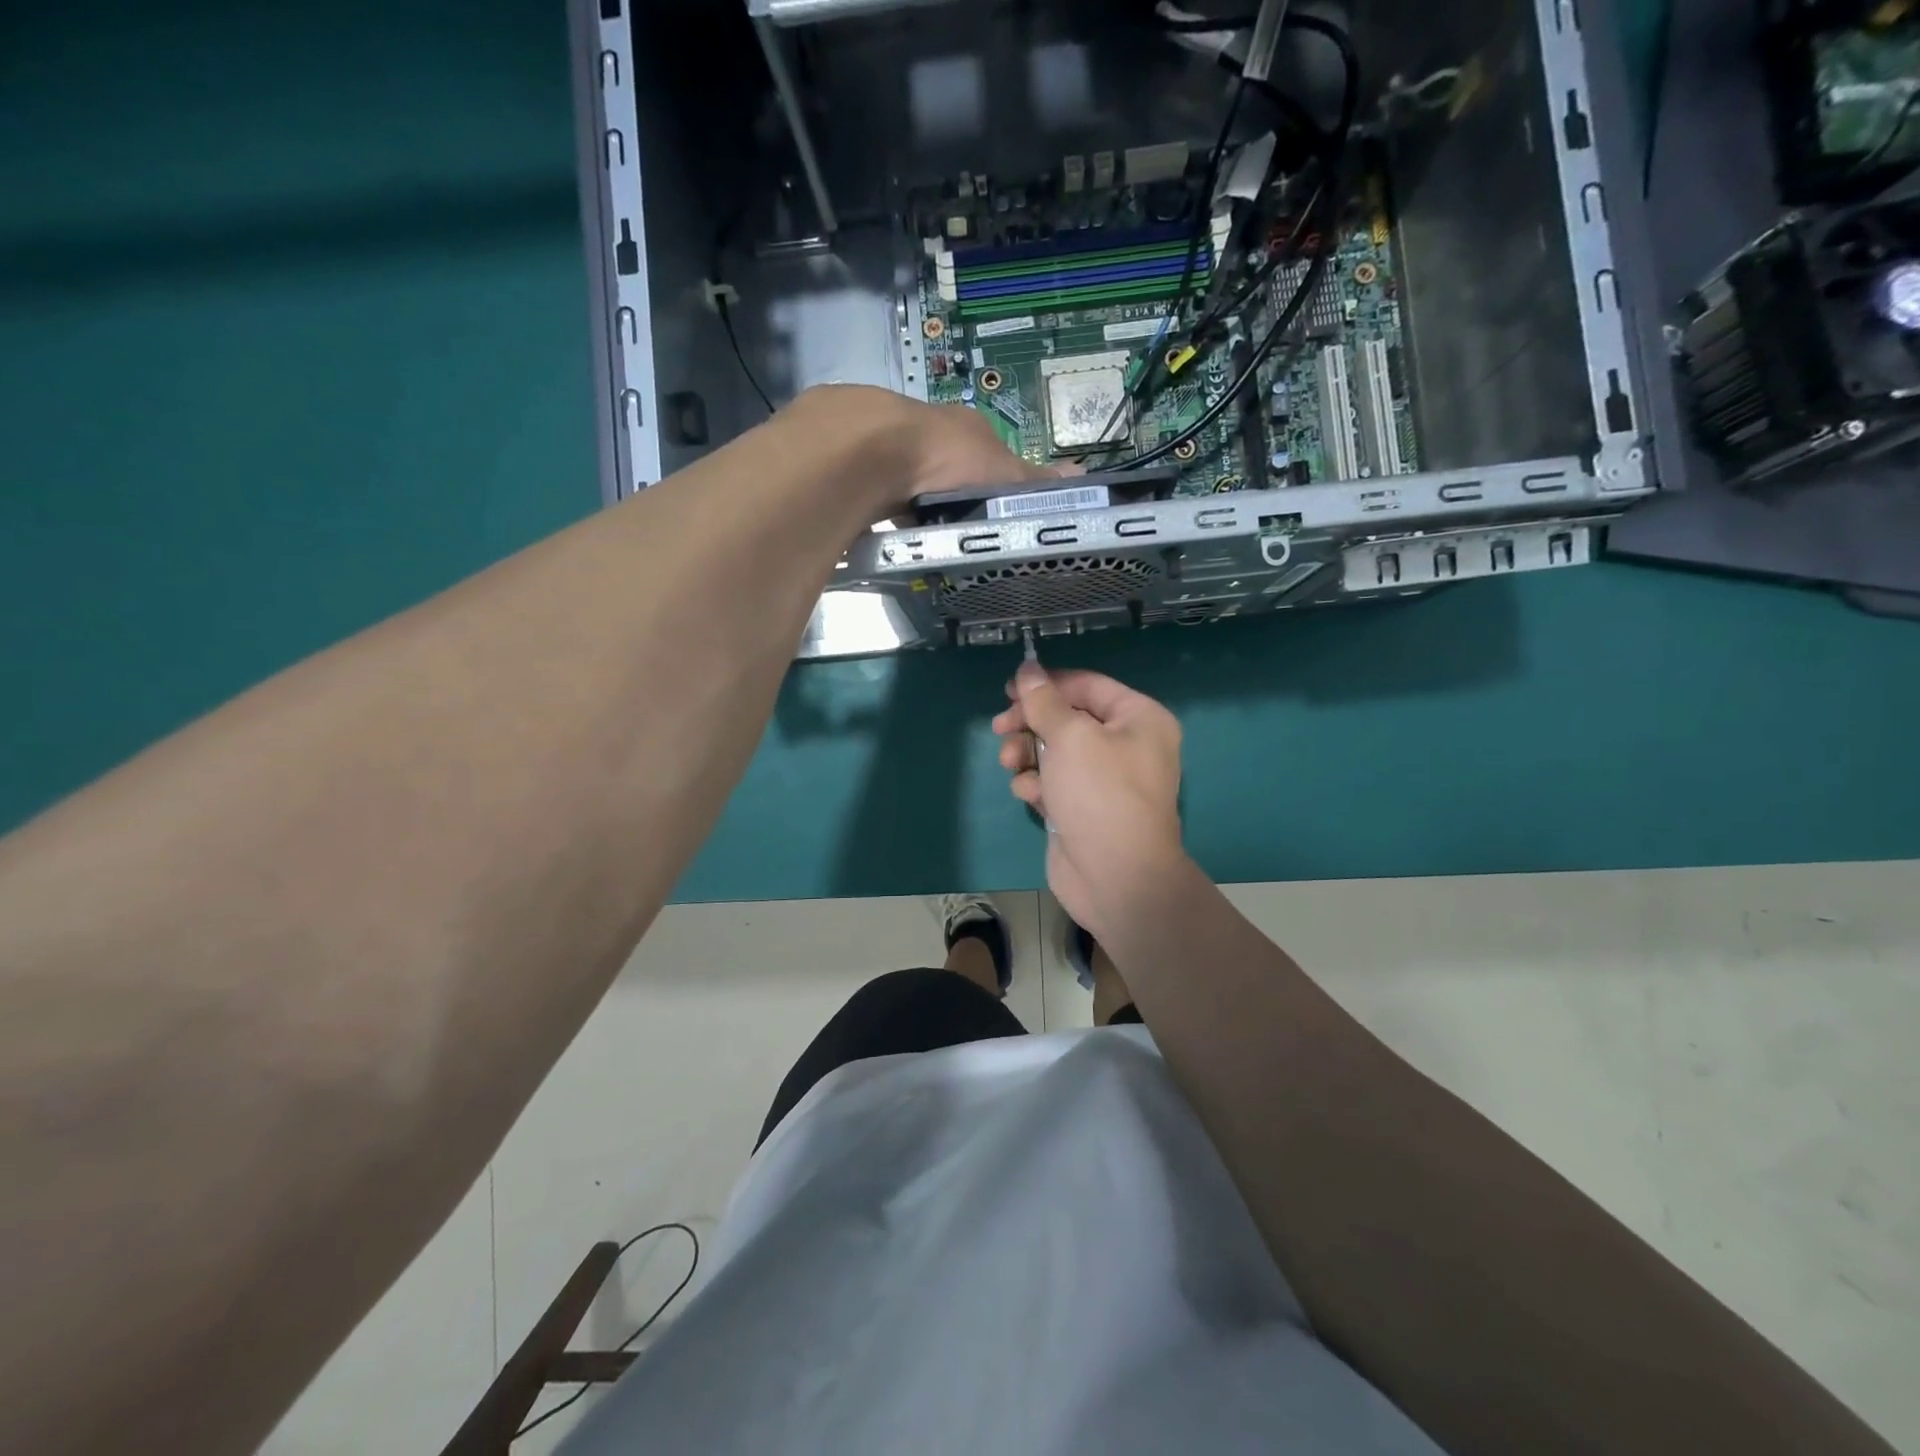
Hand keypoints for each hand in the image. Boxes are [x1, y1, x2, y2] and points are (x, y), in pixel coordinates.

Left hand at [780, 385, 1057, 510]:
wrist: (871, 449)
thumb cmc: (946, 457)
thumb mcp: (1000, 474)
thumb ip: (1033, 481)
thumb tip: (1080, 478)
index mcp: (963, 427)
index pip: (986, 456)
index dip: (992, 484)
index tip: (992, 515)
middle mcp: (926, 427)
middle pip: (944, 467)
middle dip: (949, 495)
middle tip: (956, 532)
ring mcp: (886, 442)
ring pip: (907, 478)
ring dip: (913, 501)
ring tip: (921, 537)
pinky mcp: (854, 461)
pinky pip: (876, 490)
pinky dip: (884, 509)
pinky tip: (887, 530)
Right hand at [992, 664, 1185, 941]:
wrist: (1116, 877)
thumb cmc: (1100, 794)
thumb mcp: (1070, 737)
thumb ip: (1044, 701)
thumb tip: (1028, 668)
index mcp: (1138, 718)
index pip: (1086, 685)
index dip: (1046, 684)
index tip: (1008, 689)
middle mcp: (1125, 744)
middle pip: (1067, 718)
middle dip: (1031, 722)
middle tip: (1000, 727)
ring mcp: (1103, 779)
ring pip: (1054, 751)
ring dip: (1027, 754)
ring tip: (1011, 765)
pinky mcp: (1082, 807)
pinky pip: (1053, 782)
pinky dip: (1037, 785)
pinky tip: (1030, 796)